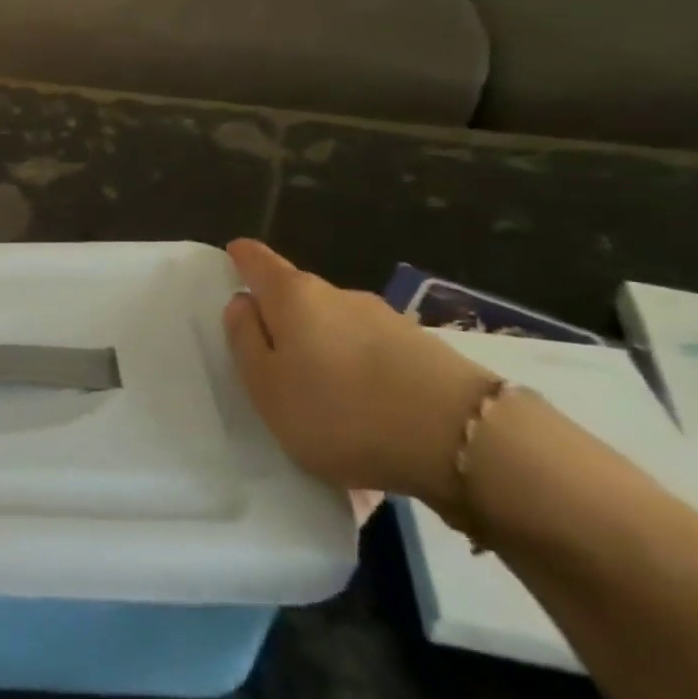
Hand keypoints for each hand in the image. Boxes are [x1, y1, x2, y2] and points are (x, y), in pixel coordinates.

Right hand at [222, 239, 493, 512]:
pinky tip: (363, 407)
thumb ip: (245, 340)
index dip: (241, 257)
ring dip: (323, 347)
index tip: (232, 259)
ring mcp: (386, 319)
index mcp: (293, 296)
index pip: (257, 260)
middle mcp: (338, 294)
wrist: (465, 441)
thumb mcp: (267, 387)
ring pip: (337, 325)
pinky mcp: (424, 350)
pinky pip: (372, 352)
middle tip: (269, 354)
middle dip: (281, 316)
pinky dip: (358, 369)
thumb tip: (241, 303)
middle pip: (298, 295)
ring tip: (320, 394)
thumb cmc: (341, 411)